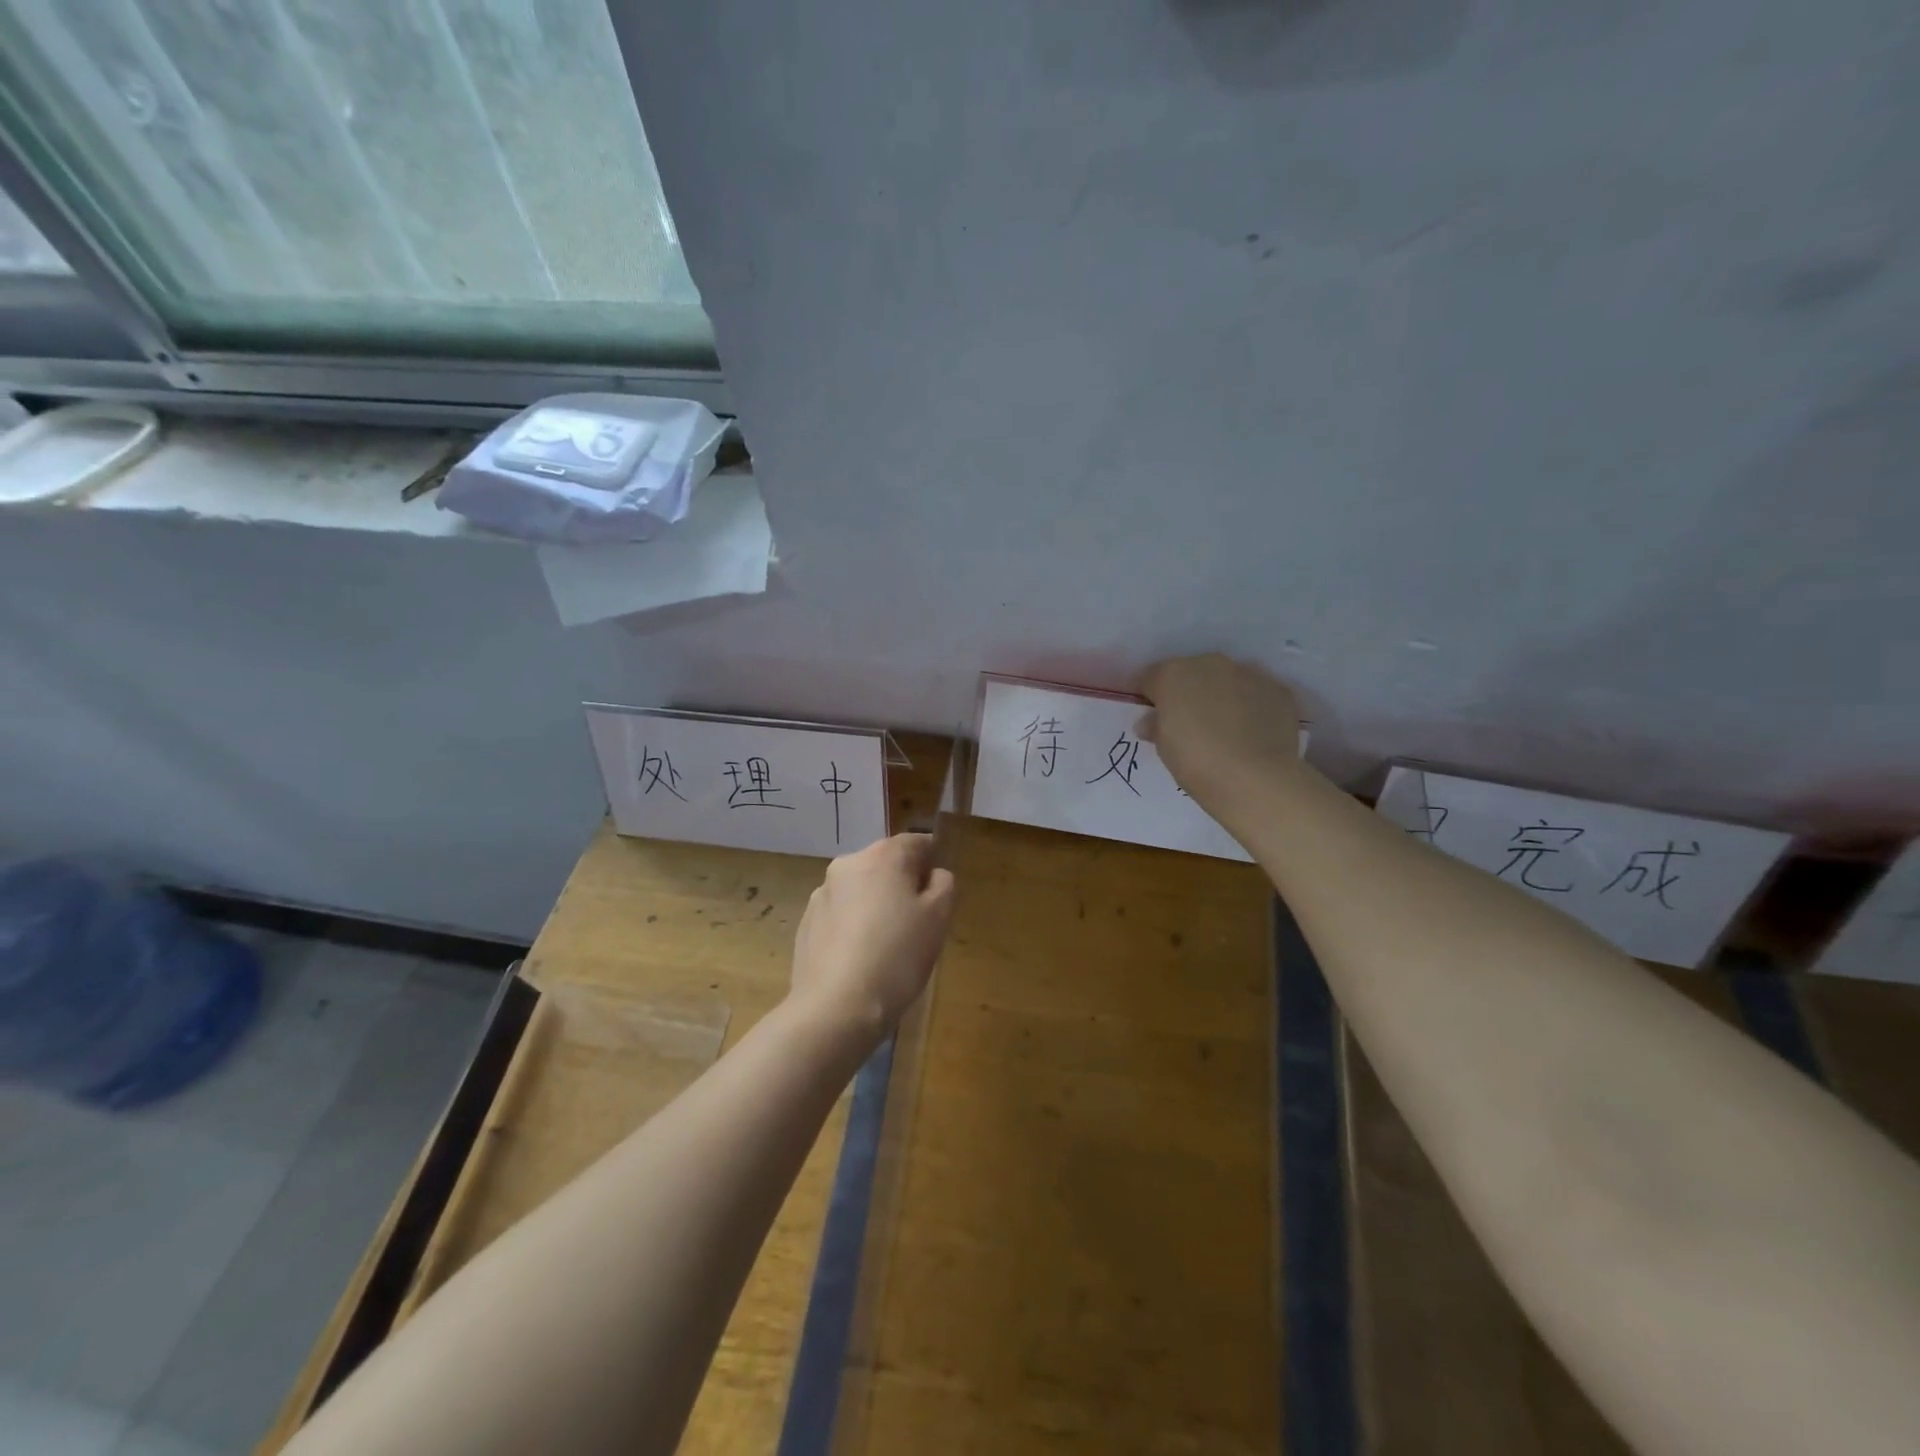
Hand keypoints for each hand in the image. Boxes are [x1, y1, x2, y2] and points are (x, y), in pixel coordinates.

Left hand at [789, 834, 955, 1041]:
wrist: (836, 1007)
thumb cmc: (897, 956)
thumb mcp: (938, 918)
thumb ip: (943, 885)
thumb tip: (933, 875)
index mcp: (882, 856)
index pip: (916, 842)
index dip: (932, 862)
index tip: (939, 892)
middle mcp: (848, 864)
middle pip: (885, 863)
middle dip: (902, 884)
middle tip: (918, 921)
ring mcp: (822, 894)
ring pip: (861, 889)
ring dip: (876, 904)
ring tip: (888, 944)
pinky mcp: (806, 923)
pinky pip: (840, 914)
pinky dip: (854, 925)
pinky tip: (861, 958)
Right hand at [1138, 654, 1302, 811]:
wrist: (1257, 779)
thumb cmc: (1196, 763)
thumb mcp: (1163, 749)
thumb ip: (1155, 726)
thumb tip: (1151, 721)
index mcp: (1172, 675)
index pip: (1151, 678)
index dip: (1151, 698)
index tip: (1155, 718)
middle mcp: (1210, 664)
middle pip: (1191, 673)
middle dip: (1188, 693)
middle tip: (1190, 725)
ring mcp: (1248, 673)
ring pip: (1226, 679)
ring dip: (1221, 696)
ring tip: (1225, 729)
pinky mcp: (1278, 689)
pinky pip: (1256, 693)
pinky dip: (1252, 706)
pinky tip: (1252, 733)